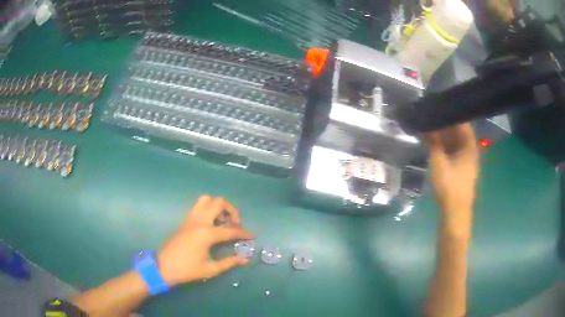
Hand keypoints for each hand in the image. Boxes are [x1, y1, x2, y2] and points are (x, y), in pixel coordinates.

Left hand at [157, 196, 253, 286]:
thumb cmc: (187, 270)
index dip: (243, 233)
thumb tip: (245, 259)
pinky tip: (212, 224)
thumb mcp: (210, 269)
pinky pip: (198, 206)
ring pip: (206, 200)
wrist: (164, 267)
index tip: (252, 236)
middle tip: (235, 224)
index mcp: (206, 234)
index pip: (230, 230)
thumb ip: (229, 262)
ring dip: (218, 206)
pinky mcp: (185, 221)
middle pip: (218, 202)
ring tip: (222, 220)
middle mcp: (199, 221)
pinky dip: (209, 209)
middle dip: (231, 210)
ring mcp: (190, 219)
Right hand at [427, 124, 478, 233]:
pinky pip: (454, 152)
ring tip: (429, 130)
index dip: (450, 113)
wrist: (455, 213)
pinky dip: (445, 147)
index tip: (437, 107)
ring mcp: (467, 161)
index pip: (462, 122)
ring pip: (456, 143)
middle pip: (459, 132)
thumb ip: (433, 142)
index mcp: (470, 145)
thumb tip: (427, 126)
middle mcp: (471, 150)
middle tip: (430, 118)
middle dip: (445, 125)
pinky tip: (435, 146)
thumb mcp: (439, 161)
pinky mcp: (462, 170)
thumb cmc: (449, 186)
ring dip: (444, 137)